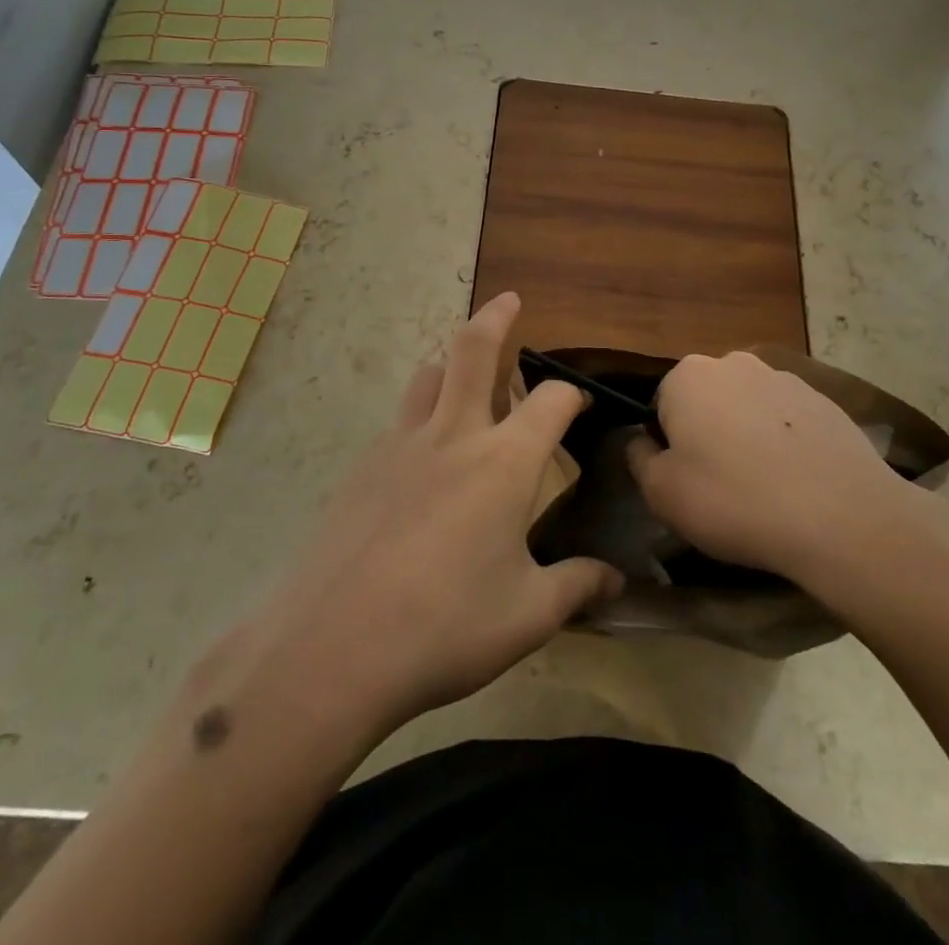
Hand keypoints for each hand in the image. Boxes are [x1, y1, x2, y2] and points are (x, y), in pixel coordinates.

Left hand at [213, 293, 622, 733]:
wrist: (331, 649)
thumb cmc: (445, 628)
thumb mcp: (527, 616)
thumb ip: (577, 587)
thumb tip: (617, 582)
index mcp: (504, 462)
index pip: (551, 401)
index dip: (573, 395)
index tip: (581, 405)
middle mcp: (454, 436)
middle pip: (473, 351)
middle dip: (496, 317)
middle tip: (509, 300)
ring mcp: (400, 446)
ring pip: (428, 377)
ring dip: (449, 362)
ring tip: (463, 374)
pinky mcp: (361, 467)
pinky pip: (399, 421)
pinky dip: (419, 416)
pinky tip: (420, 458)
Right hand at [629, 351, 928, 585]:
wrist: (839, 516)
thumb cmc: (733, 500)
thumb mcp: (661, 493)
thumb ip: (639, 458)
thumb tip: (641, 441)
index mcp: (688, 376)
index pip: (661, 404)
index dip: (667, 444)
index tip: (683, 479)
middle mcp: (735, 362)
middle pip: (707, 400)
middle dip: (707, 433)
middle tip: (720, 485)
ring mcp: (785, 378)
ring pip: (749, 408)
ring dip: (747, 436)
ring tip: (763, 488)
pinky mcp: (825, 400)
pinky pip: (789, 421)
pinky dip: (786, 443)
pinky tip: (797, 483)